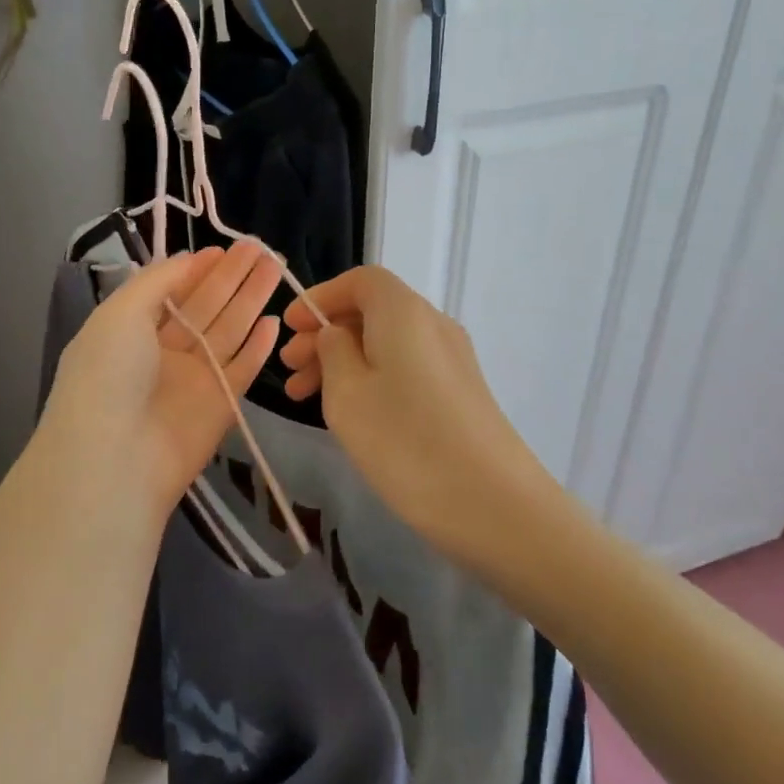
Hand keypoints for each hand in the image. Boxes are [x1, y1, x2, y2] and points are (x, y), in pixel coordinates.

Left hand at [37, 242, 282, 526]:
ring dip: (251, 300)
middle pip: (206, 307)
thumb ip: (158, 281)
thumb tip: (189, 260)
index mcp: (131, 331)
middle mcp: (163, 353)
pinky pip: (243, 369)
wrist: (116, 459)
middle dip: (232, 277)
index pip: (172, 292)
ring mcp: (193, 380)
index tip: (225, 248)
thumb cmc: (108, 375)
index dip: (198, 270)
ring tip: (275, 268)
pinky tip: (274, 321)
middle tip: (261, 249)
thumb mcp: (120, 313)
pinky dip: (258, 347)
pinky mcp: (220, 406)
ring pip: (229, 332)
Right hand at [278, 266, 550, 561]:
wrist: (492, 503)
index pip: (361, 280)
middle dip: (326, 335)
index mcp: (404, 311)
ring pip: (387, 344)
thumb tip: (338, 333)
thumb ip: (332, 351)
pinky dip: (372, 379)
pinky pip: (406, 368)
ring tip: (306, 398)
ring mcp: (452, 359)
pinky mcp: (461, 392)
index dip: (322, 297)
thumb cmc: (404, 441)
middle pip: (372, 312)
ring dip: (344, 361)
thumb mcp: (346, 393)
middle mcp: (433, 324)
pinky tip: (351, 413)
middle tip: (290, 370)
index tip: (292, 327)